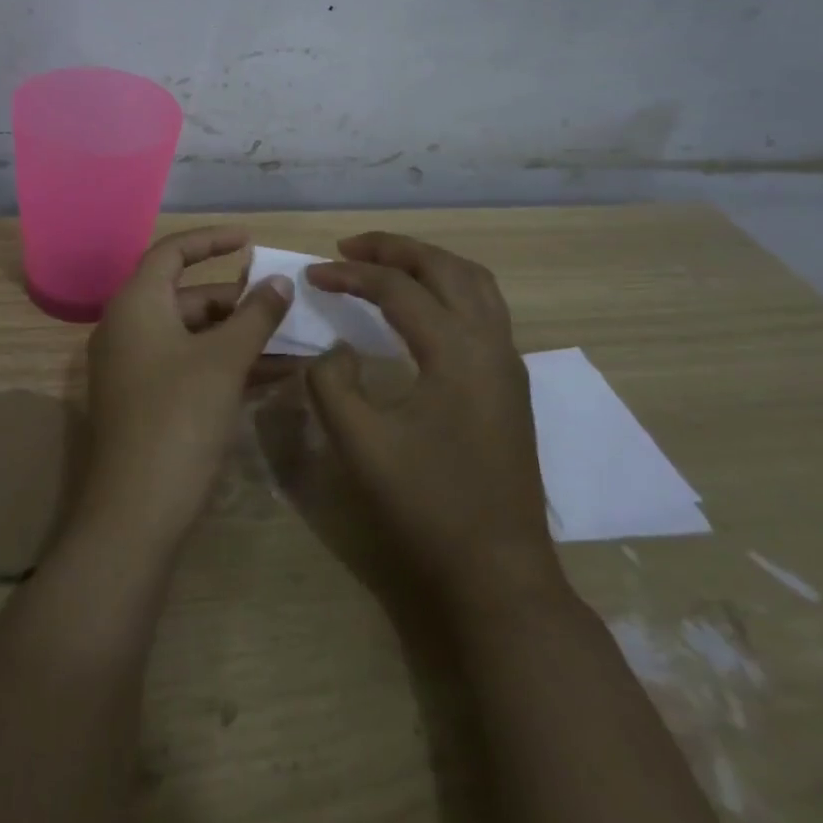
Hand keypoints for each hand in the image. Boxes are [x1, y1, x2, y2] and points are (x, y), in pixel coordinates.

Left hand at [75, 226, 293, 555]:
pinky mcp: (145, 400)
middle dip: (237, 299)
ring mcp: (134, 366)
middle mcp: (128, 327)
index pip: (173, 252)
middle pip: (187, 295)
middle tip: (282, 304)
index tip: (251, 240)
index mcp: (136, 303)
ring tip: (290, 341)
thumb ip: (255, 315)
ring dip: (239, 336)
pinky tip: (272, 375)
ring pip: (193, 334)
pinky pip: (189, 364)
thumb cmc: (179, 418)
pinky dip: (225, 363)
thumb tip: (280, 281)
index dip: (212, 240)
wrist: (136, 512)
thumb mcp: (225, 360)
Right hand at [304, 232, 563, 617]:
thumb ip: (331, 382)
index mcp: (456, 350)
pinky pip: (483, 307)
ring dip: (427, 262)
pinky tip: (421, 307)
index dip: (349, 274)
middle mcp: (490, 342)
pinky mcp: (510, 383)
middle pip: (444, 267)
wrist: (499, 573)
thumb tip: (337, 349)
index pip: (397, 288)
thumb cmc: (427, 506)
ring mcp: (507, 362)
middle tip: (348, 248)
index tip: (312, 274)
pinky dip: (448, 286)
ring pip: (473, 282)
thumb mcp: (360, 442)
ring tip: (384, 264)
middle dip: (394, 248)